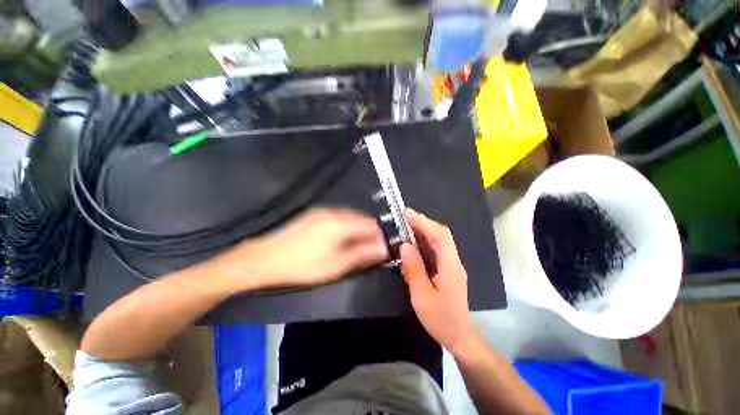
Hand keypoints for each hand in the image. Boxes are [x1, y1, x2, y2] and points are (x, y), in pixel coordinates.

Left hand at [219, 208, 388, 289]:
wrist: (265, 258)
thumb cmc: (303, 265)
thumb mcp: (336, 264)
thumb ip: (363, 254)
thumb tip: (383, 249)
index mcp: (341, 222)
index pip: (371, 224)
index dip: (379, 236)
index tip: (380, 250)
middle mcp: (334, 212)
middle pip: (361, 219)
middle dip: (368, 234)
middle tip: (368, 252)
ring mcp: (322, 211)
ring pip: (350, 218)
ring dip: (357, 231)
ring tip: (354, 248)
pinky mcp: (314, 215)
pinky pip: (338, 218)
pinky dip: (345, 228)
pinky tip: (339, 241)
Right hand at [400, 209, 477, 355]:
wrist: (459, 336)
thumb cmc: (441, 319)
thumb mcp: (422, 295)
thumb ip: (414, 269)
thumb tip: (405, 245)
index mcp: (450, 266)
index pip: (440, 235)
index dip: (424, 222)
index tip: (407, 214)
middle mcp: (453, 261)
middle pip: (440, 235)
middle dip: (423, 223)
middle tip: (404, 218)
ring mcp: (451, 265)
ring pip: (438, 241)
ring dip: (422, 232)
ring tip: (405, 227)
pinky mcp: (447, 270)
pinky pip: (435, 250)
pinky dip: (423, 243)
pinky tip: (412, 245)